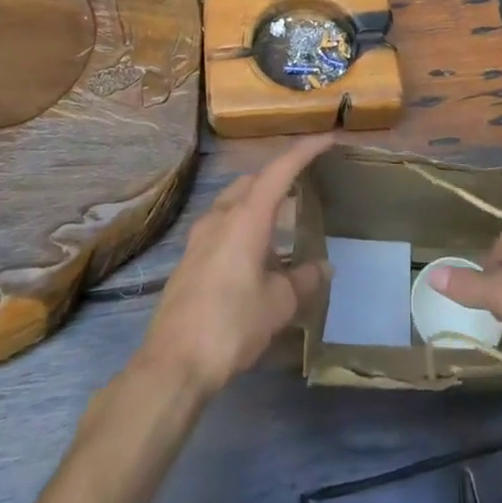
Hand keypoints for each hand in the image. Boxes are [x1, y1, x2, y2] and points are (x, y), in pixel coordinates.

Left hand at [137, 135, 333, 396]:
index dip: (305, 151)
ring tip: (284, 218)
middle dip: (280, 175)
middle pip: (253, 180)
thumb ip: (304, 279)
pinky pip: (222, 224)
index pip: (280, 170)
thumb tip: (324, 267)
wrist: (173, 363)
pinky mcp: (190, 258)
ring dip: (260, 201)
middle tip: (307, 182)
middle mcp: (220, 216)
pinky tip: (256, 251)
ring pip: (234, 201)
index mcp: (246, 217)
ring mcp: (200, 236)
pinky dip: (244, 223)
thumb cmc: (232, 325)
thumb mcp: (279, 304)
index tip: (328, 139)